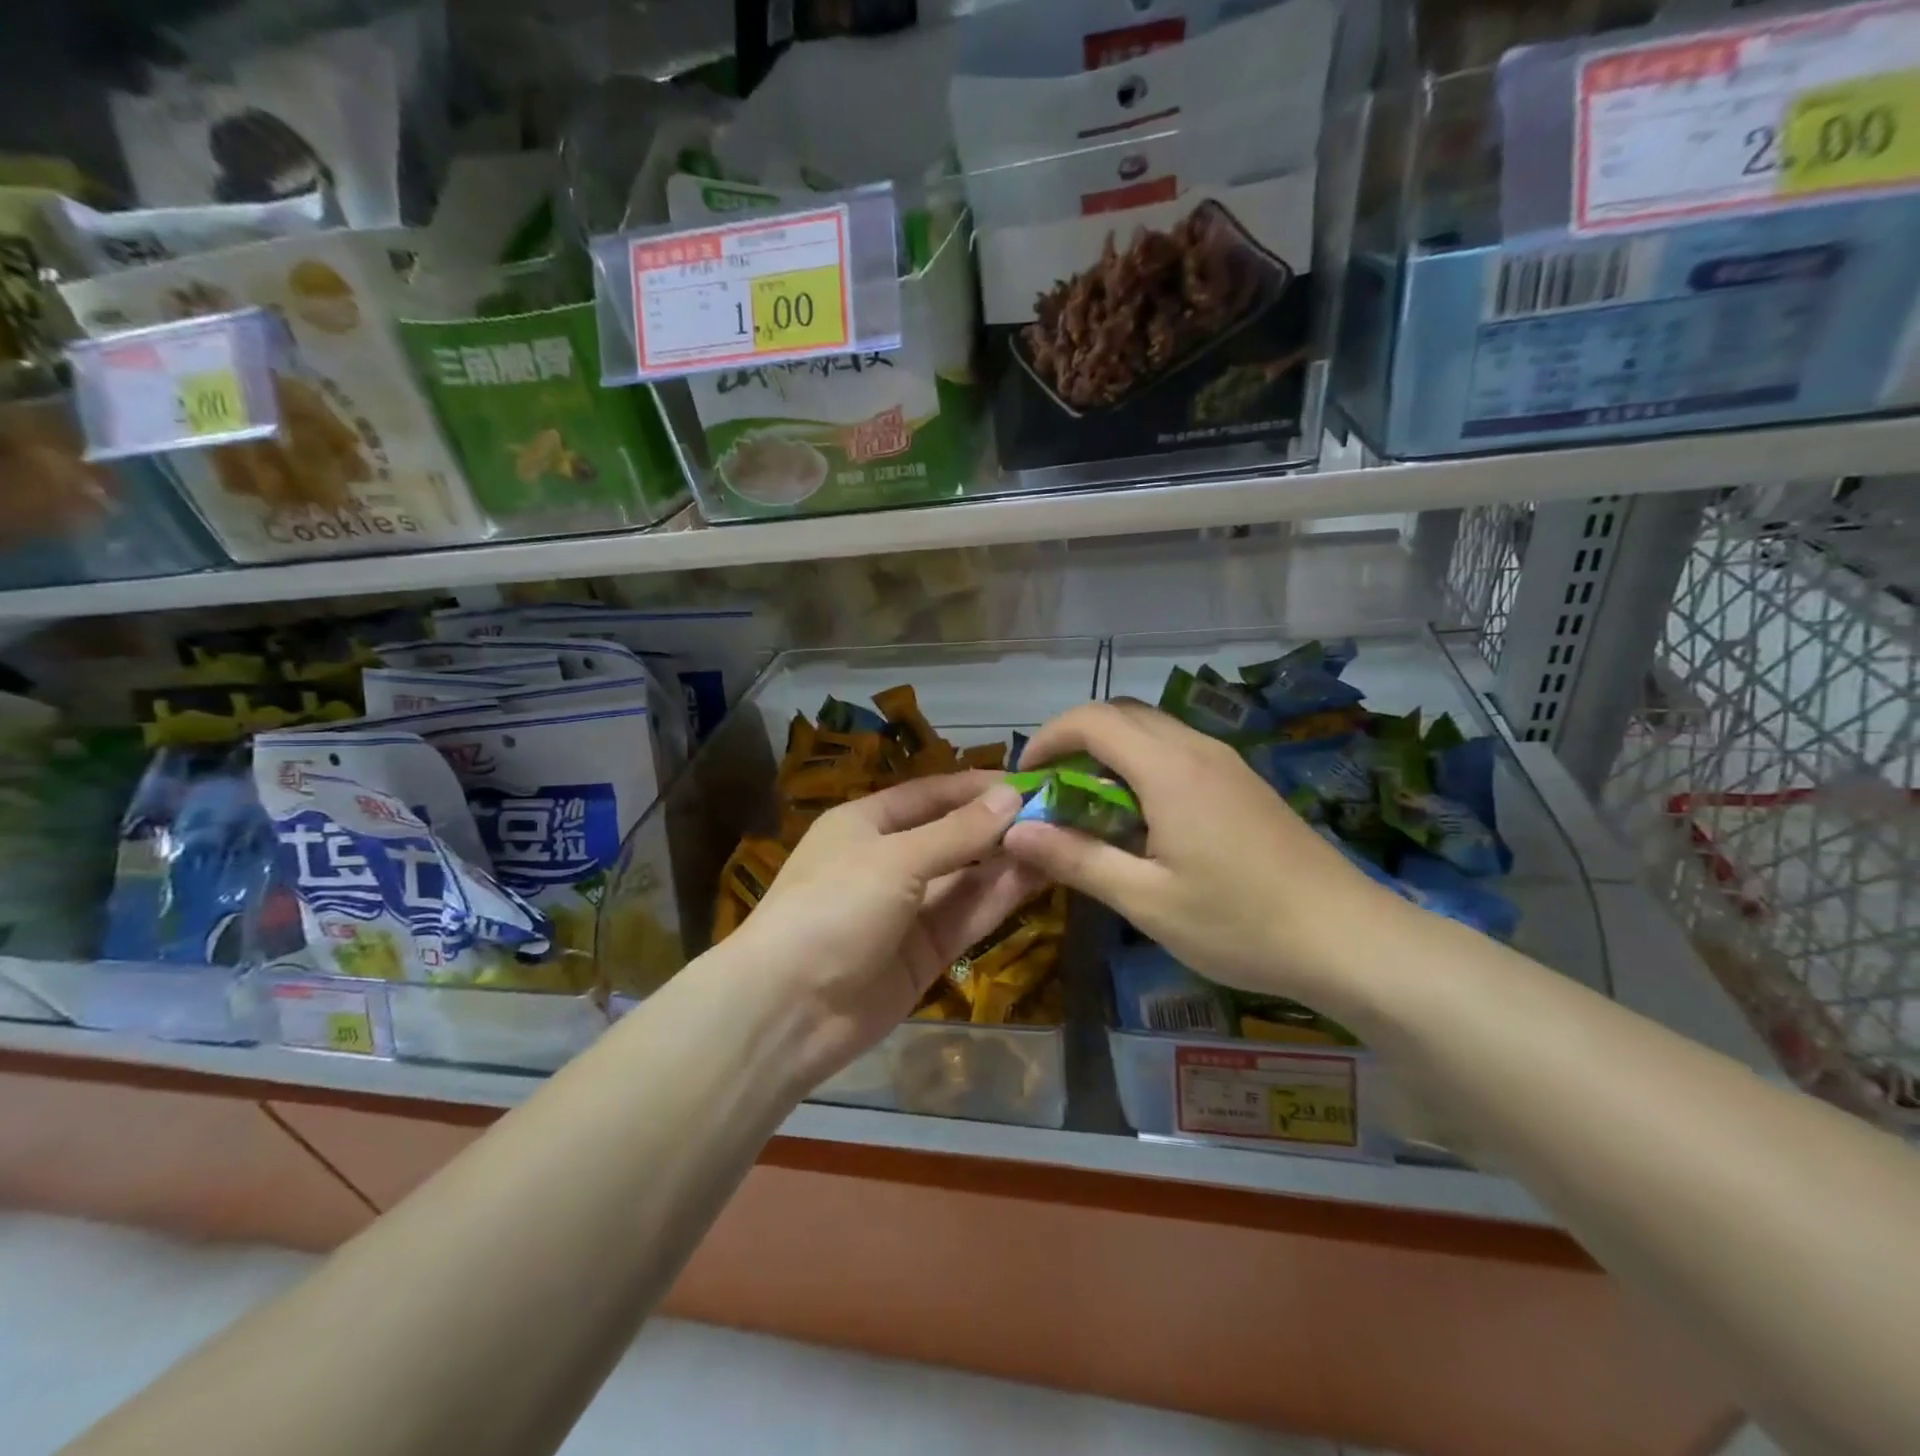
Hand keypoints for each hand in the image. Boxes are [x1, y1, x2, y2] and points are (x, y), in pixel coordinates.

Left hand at [726, 772, 1045, 1084]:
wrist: (788, 1010)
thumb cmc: (833, 908)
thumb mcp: (895, 860)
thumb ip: (958, 832)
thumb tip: (1012, 795)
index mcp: (865, 824)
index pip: (930, 794)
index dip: (977, 787)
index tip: (1030, 781)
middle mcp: (888, 861)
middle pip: (953, 835)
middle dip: (999, 824)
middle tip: (1059, 812)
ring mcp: (908, 909)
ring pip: (967, 877)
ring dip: (1008, 859)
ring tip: (1061, 839)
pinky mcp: (925, 952)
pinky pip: (967, 915)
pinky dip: (1000, 897)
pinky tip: (1040, 876)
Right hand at [1001, 701, 1401, 1003]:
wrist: (1350, 939)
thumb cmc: (1240, 924)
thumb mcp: (1147, 901)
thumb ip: (1076, 859)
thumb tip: (1014, 832)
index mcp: (1170, 770)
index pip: (1092, 720)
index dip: (1048, 738)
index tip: (1026, 778)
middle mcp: (1198, 749)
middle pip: (1122, 713)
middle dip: (1076, 741)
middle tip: (1053, 792)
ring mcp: (1227, 762)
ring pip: (1153, 729)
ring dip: (1110, 753)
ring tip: (1090, 806)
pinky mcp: (1243, 781)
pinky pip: (1178, 750)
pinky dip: (1142, 765)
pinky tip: (1143, 818)